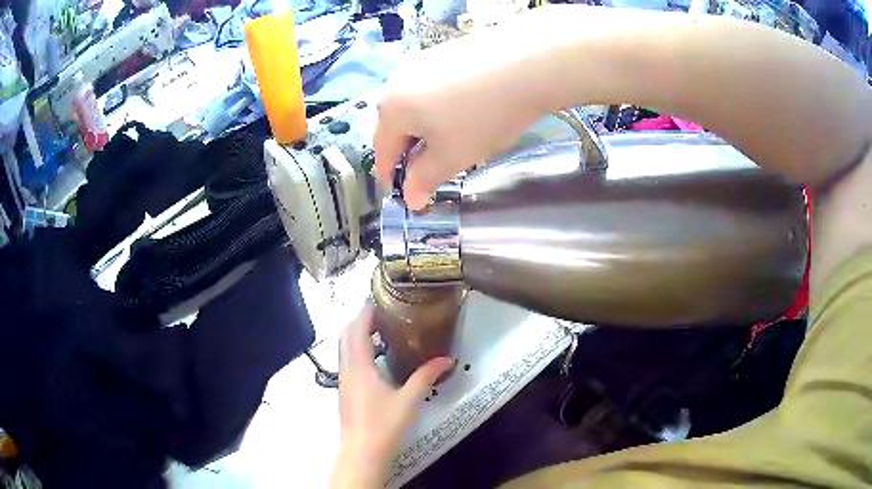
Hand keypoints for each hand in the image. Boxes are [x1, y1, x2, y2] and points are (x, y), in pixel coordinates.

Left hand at [330, 306, 453, 488]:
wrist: (362, 452)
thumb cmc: (384, 425)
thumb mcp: (409, 400)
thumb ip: (426, 377)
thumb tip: (446, 359)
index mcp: (359, 367)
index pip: (356, 330)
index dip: (365, 312)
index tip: (380, 299)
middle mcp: (347, 370)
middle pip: (346, 335)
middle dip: (360, 320)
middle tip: (382, 313)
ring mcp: (343, 381)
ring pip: (344, 348)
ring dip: (357, 335)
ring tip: (381, 331)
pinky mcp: (345, 391)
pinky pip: (347, 361)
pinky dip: (357, 350)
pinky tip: (376, 359)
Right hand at [373, 15, 552, 209]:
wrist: (526, 64)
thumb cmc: (482, 117)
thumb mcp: (452, 157)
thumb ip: (425, 179)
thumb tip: (410, 199)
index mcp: (391, 108)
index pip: (382, 150)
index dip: (389, 175)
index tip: (399, 193)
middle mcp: (397, 80)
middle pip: (396, 124)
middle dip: (409, 149)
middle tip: (429, 168)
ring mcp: (422, 60)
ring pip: (415, 103)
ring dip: (425, 126)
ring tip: (451, 138)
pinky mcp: (445, 50)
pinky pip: (433, 86)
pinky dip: (440, 104)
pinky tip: (465, 109)